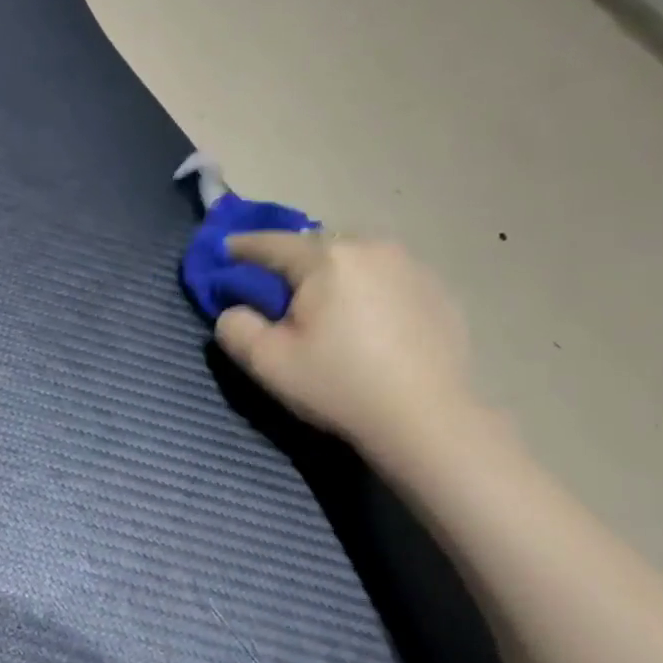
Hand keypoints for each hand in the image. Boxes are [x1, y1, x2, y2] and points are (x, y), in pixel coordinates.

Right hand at [215, 233, 476, 453]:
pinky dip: (368, 290)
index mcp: (326, 259)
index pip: (271, 243)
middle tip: (277, 293)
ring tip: (326, 307)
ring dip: (333, 275)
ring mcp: (412, 266)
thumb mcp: (267, 363)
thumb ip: (235, 327)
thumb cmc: (339, 386)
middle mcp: (371, 248)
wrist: (427, 419)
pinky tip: (368, 323)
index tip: (224, 249)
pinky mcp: (438, 290)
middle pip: (316, 247)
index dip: (242, 247)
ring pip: (355, 259)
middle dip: (292, 264)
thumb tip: (234, 310)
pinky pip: (387, 278)